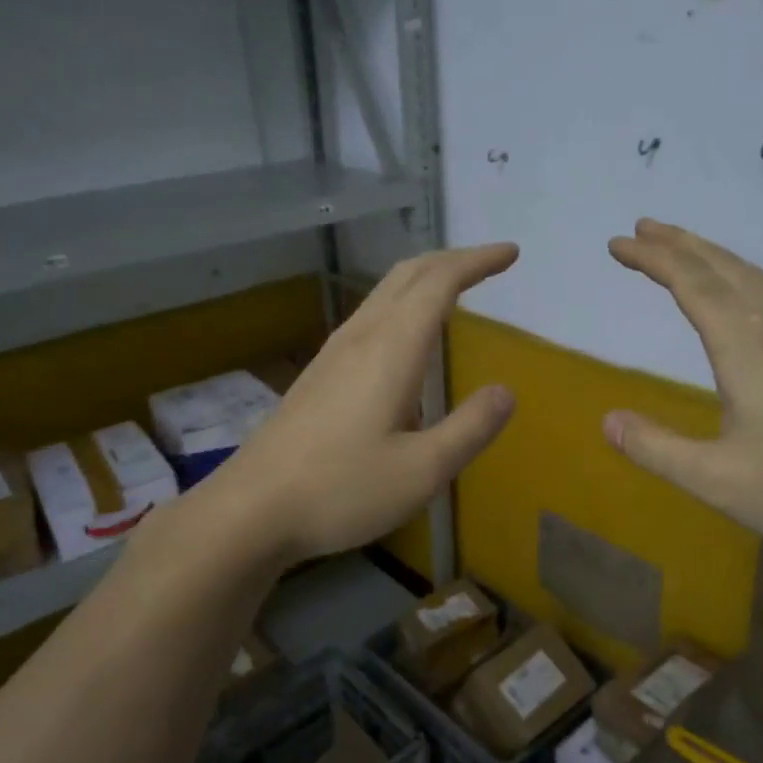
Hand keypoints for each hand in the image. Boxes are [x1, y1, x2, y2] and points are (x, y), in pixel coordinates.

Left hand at [200, 244, 519, 566]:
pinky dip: (402, 304)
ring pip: (384, 292)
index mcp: (391, 350)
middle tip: (488, 262)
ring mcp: (334, 353)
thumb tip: (505, 392)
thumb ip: (470, 428)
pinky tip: (406, 337)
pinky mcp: (319, 373)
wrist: (251, 509)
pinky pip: (370, 316)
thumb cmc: (341, 490)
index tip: (510, 253)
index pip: (440, 283)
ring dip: (424, 278)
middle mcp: (361, 338)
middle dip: (452, 259)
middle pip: (408, 274)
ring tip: (454, 288)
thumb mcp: (423, 471)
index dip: (477, 262)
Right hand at [604, 219, 762, 553]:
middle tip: (642, 227)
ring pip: (752, 275)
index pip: (692, 284)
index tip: (618, 243)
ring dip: (711, 254)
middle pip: (723, 267)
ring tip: (680, 246)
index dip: (653, 259)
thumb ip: (657, 449)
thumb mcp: (717, 480)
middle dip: (679, 243)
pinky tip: (738, 292)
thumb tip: (607, 421)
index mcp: (747, 347)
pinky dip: (738, 274)